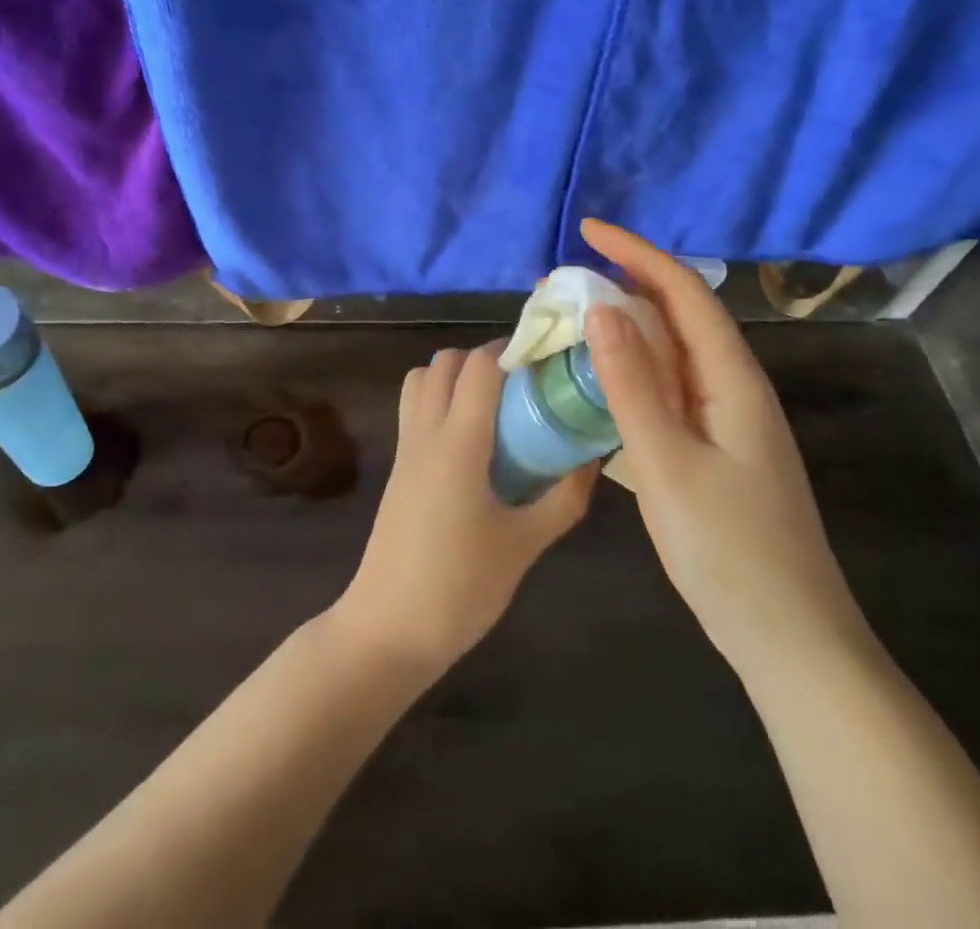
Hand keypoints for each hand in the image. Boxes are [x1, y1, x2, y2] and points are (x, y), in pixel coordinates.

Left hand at [332, 344, 596, 675]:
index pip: (479, 366)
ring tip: (495, 404)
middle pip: (446, 362)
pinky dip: (439, 399)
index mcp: (457, 443)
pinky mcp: (398, 467)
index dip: (512, 349)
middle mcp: (426, 432)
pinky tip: (473, 438)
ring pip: (421, 380)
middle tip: (524, 383)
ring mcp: (405, 448)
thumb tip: (591, 458)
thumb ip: (563, 498)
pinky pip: (414, 408)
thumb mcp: (524, 545)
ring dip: (455, 375)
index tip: (547, 357)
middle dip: (485, 358)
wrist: (388, 628)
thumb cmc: (460, 587)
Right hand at [579, 219, 871, 680]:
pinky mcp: (714, 449)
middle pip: (679, 316)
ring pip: (671, 355)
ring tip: (570, 324)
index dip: (636, 253)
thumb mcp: (667, 465)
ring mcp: (725, 420)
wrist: (790, 641)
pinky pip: (667, 391)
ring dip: (624, 331)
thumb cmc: (730, 552)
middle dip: (624, 286)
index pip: (684, 292)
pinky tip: (597, 385)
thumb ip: (632, 385)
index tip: (587, 230)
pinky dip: (629, 374)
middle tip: (562, 284)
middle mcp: (732, 387)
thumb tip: (602, 309)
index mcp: (732, 380)